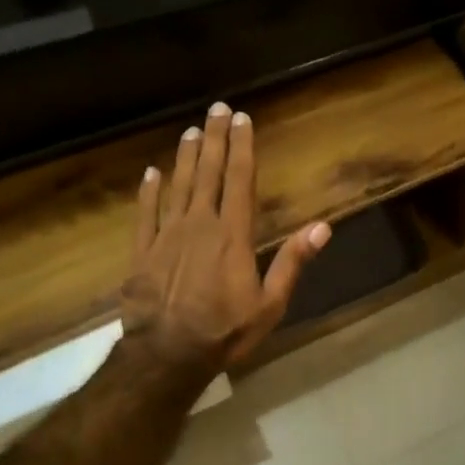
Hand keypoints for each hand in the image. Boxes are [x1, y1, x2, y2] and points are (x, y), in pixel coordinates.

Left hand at [121, 102, 330, 377]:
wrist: (168, 354)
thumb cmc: (225, 331)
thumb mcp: (270, 304)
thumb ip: (292, 262)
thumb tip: (322, 227)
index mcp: (232, 235)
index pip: (240, 181)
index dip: (243, 147)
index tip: (242, 118)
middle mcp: (199, 224)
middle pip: (208, 173)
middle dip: (215, 140)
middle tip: (216, 109)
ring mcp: (167, 235)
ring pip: (177, 186)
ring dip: (186, 157)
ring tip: (191, 131)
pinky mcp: (142, 251)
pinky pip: (145, 213)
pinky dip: (149, 191)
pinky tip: (151, 172)